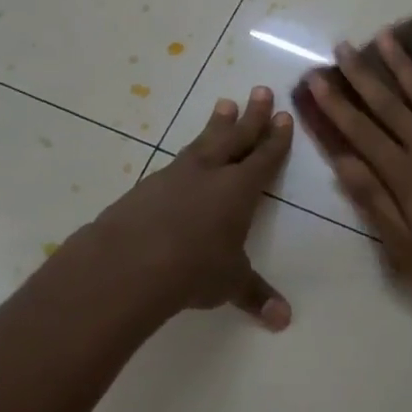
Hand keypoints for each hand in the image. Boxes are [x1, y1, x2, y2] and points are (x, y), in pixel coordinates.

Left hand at [83, 87, 294, 328]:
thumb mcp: (230, 282)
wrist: (128, 263)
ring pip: (203, 142)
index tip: (283, 116)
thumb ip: (256, 295)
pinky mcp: (148, 186)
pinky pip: (176, 162)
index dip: (276, 139)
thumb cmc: (192, 269)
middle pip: (236, 137)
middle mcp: (210, 173)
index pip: (264, 158)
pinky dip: (188, 154)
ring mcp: (176, 176)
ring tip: (225, 104)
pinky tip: (186, 157)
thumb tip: (284, 320)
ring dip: (217, 124)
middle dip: (251, 116)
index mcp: (239, 190)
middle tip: (260, 90)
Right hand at [303, 29, 411, 315]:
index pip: (361, 131)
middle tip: (343, 47)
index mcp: (405, 175)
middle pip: (390, 104)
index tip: (316, 78)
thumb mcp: (405, 248)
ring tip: (385, 37)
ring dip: (404, 64)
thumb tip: (342, 161)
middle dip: (363, 75)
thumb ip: (374, 200)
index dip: (336, 104)